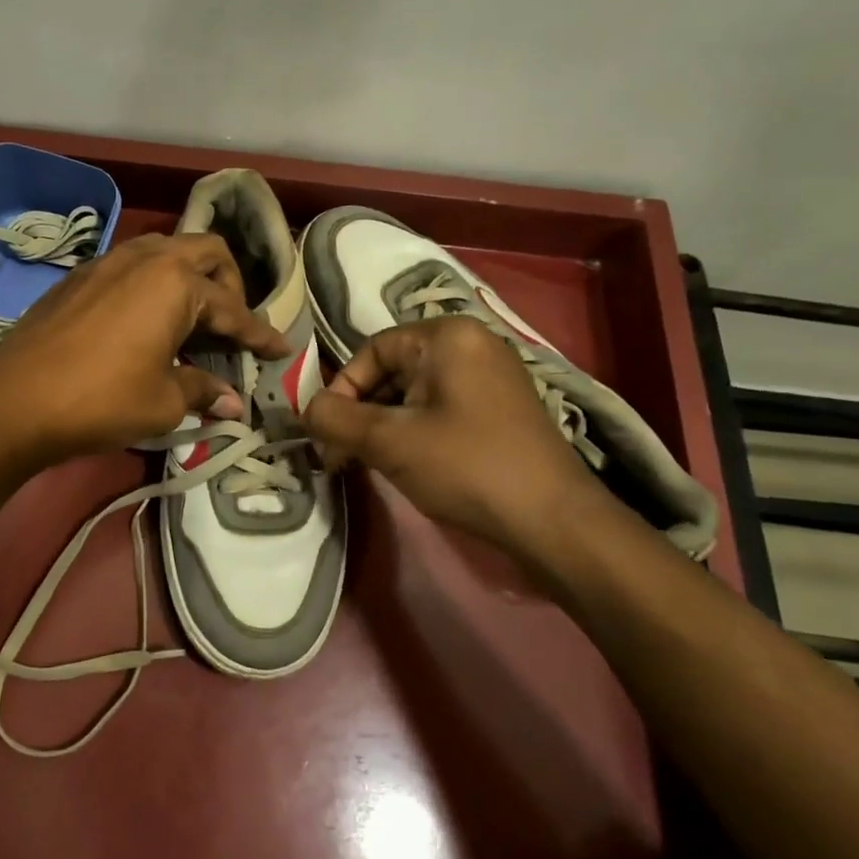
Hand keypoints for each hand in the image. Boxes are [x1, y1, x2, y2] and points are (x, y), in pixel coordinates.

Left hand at [0, 233, 288, 462]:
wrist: (14, 399)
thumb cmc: (101, 400)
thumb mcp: (162, 401)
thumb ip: (202, 390)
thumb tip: (234, 403)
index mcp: (176, 282)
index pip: (233, 310)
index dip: (260, 335)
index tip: (281, 350)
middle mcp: (146, 257)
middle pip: (207, 252)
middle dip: (230, 285)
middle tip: (231, 325)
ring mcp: (108, 261)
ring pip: (166, 250)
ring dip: (189, 277)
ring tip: (192, 317)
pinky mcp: (80, 276)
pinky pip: (133, 265)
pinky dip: (154, 284)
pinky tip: (146, 319)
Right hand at [303, 316, 606, 561]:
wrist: (553, 521)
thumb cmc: (466, 466)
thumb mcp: (388, 441)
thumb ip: (335, 419)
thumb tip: (306, 409)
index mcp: (446, 336)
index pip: (371, 351)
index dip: (341, 391)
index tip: (327, 434)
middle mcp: (471, 344)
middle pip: (392, 371)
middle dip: (360, 413)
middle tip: (341, 456)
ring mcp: (490, 376)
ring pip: (414, 393)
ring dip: (383, 426)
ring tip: (368, 465)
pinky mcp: (500, 408)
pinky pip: (440, 408)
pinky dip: (413, 431)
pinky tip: (405, 465)